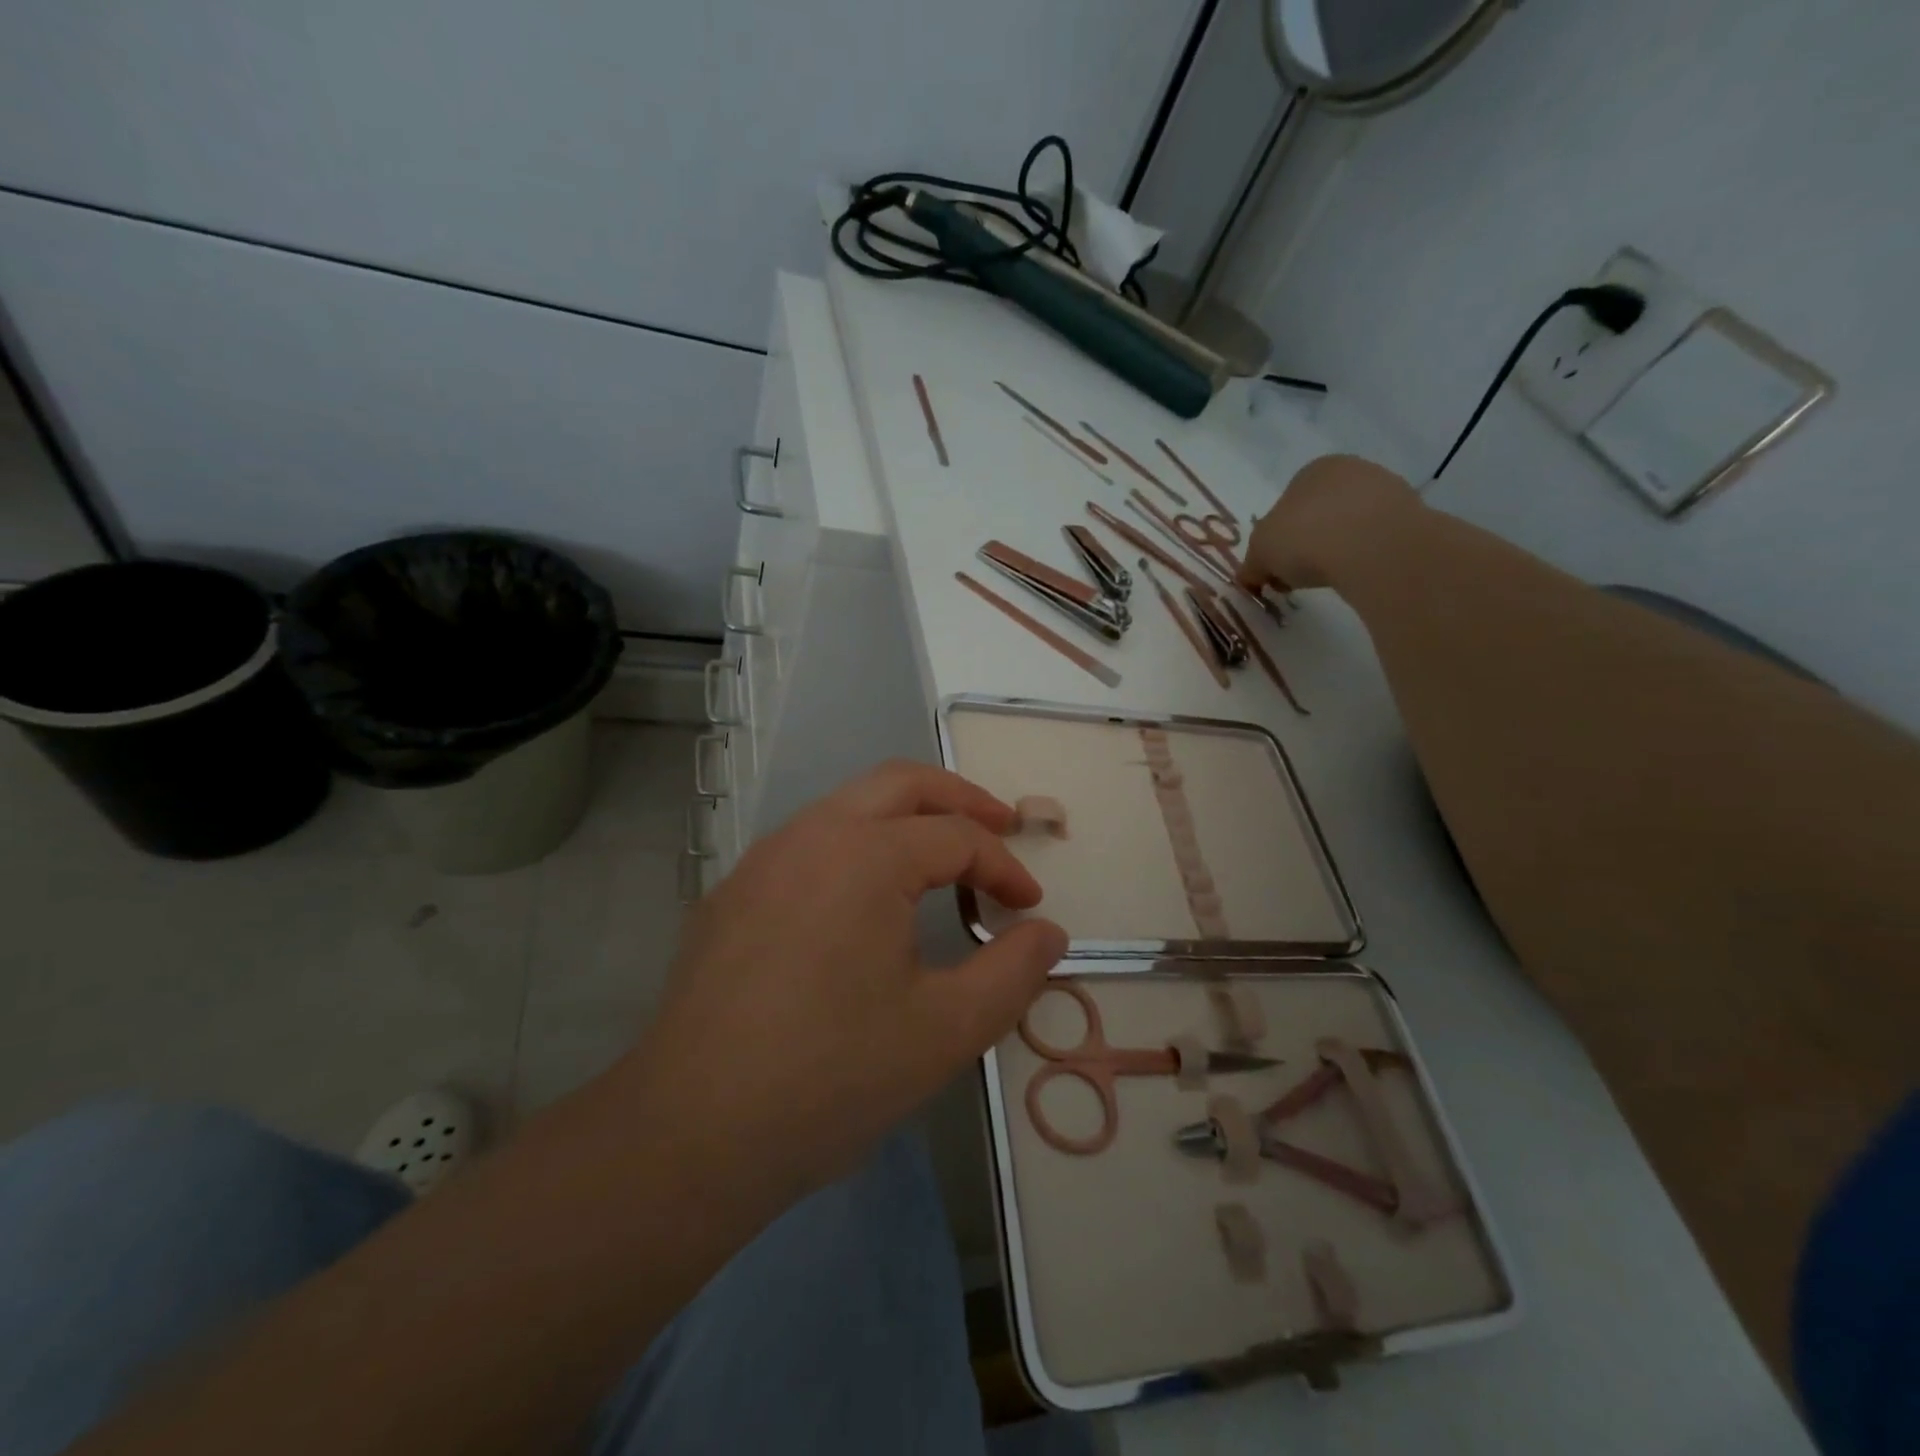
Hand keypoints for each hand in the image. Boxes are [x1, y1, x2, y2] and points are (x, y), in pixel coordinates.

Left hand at [626, 761, 1066, 1201]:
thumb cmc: (832, 1076)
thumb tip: (1049, 933)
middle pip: (900, 782)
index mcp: (866, 854)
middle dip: (959, 799)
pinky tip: (862, 904)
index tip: (1029, 908)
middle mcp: (811, 834)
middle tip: (999, 828)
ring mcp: (762, 860)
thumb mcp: (946, 1030)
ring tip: (939, 860)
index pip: (956, 837)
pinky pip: (808, 844)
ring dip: (903, 819)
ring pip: (847, 806)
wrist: (691, 1133)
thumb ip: (1013, 972)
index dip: (1004, 867)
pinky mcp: (732, 894)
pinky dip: (856, 847)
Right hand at [1237, 454, 1419, 593]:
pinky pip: (1378, 539)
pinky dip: (1366, 556)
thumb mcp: (1260, 554)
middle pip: (1320, 512)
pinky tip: (1360, 573)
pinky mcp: (1413, 514)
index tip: (1276, 567)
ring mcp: (1387, 489)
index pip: (1287, 504)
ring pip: (1352, 524)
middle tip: (1301, 575)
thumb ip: (1251, 566)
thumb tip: (1249, 578)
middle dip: (1309, 543)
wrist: (1372, 545)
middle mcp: (1351, 470)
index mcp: (1312, 469)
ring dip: (1339, 549)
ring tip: (1333, 577)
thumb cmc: (1304, 537)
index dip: (1277, 539)